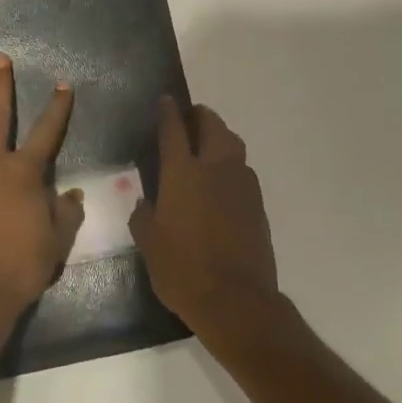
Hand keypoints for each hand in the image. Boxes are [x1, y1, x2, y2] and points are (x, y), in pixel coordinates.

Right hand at [130, 99, 280, 341]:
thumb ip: (144, 217)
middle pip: (212, 126)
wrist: (237, 301)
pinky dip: (232, 164)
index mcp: (182, 173)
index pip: (174, 130)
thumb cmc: (183, 270)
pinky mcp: (258, 204)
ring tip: (208, 144)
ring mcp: (241, 184)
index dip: (169, 112)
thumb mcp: (149, 244)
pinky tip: (222, 181)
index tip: (166, 100)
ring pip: (233, 144)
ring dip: (220, 136)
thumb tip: (145, 204)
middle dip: (201, 116)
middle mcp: (214, 169)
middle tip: (190, 117)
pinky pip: (243, 171)